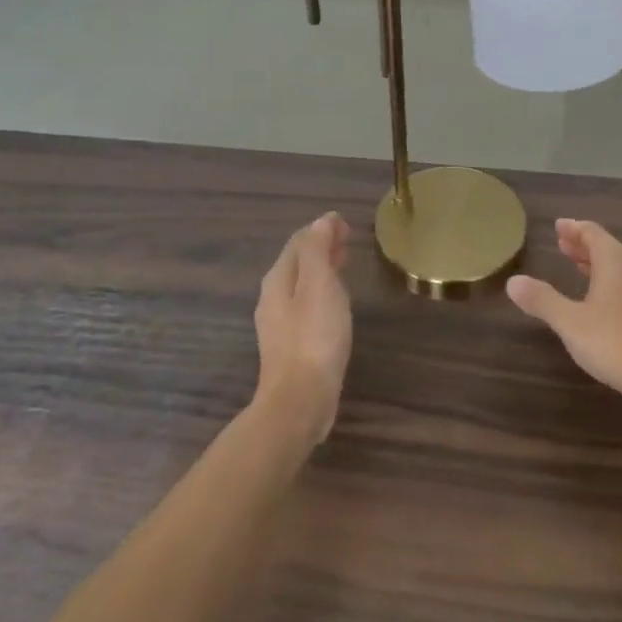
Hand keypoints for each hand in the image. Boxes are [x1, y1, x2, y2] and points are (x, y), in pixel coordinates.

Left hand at [253, 213, 352, 442]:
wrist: (300, 400)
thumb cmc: (314, 338)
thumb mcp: (319, 286)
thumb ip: (318, 250)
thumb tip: (321, 220)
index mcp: (278, 280)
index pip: (298, 242)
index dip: (321, 229)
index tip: (346, 224)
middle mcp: (273, 298)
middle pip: (298, 262)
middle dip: (321, 247)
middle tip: (348, 240)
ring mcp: (280, 324)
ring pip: (302, 284)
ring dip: (323, 269)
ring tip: (345, 264)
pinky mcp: (292, 345)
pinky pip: (307, 306)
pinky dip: (322, 293)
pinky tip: (337, 303)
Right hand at [507, 220, 621, 419]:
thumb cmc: (614, 342)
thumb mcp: (569, 322)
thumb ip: (542, 300)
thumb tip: (513, 281)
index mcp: (615, 262)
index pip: (593, 233)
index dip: (574, 228)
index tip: (558, 226)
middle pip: (608, 247)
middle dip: (584, 245)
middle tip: (563, 244)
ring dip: (599, 263)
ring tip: (580, 267)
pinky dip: (612, 282)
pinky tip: (604, 300)